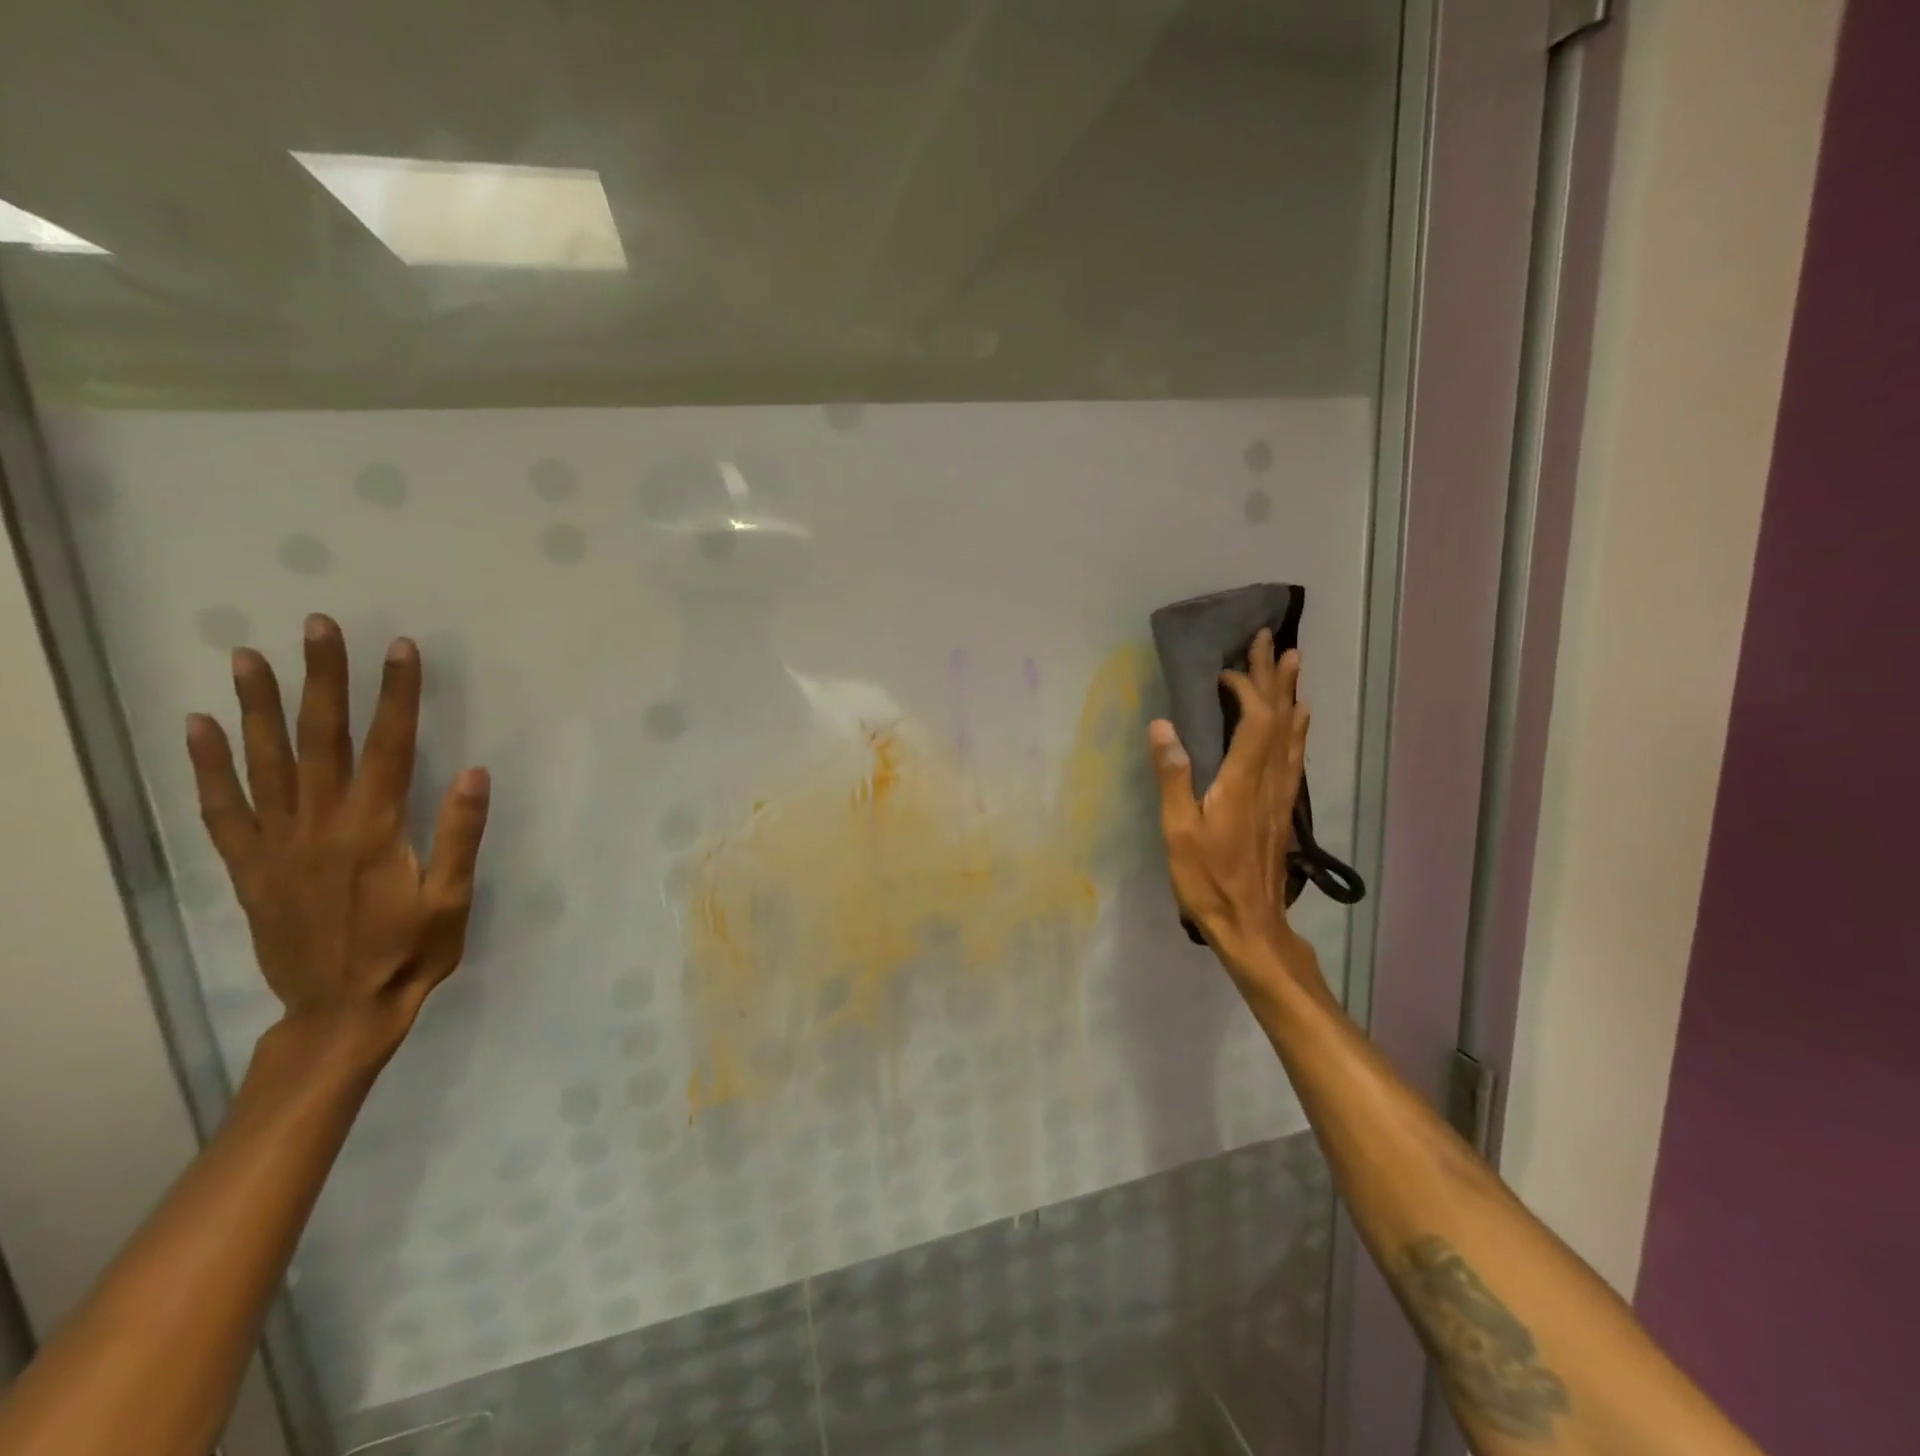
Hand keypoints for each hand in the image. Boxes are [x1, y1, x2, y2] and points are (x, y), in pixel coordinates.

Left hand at [185, 614, 489, 1060]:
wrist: (341, 1010)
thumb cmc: (411, 952)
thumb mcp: (451, 900)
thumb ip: (458, 835)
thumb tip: (472, 772)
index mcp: (375, 830)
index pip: (388, 746)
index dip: (396, 695)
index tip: (400, 648)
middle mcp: (319, 825)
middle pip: (319, 740)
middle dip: (321, 679)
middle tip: (314, 627)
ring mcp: (276, 844)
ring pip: (264, 762)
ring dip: (258, 706)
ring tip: (246, 657)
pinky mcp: (249, 865)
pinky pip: (222, 808)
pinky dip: (208, 765)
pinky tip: (200, 728)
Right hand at [1148, 631, 1322, 994]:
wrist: (1251, 923)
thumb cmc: (1207, 878)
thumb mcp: (1179, 831)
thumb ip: (1173, 776)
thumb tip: (1162, 725)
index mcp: (1242, 781)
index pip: (1255, 720)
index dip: (1246, 688)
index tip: (1226, 669)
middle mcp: (1270, 779)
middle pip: (1279, 717)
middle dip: (1273, 676)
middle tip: (1272, 639)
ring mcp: (1280, 793)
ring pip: (1293, 732)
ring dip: (1291, 694)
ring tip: (1293, 663)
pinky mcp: (1282, 806)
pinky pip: (1296, 754)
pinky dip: (1297, 727)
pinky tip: (1300, 718)